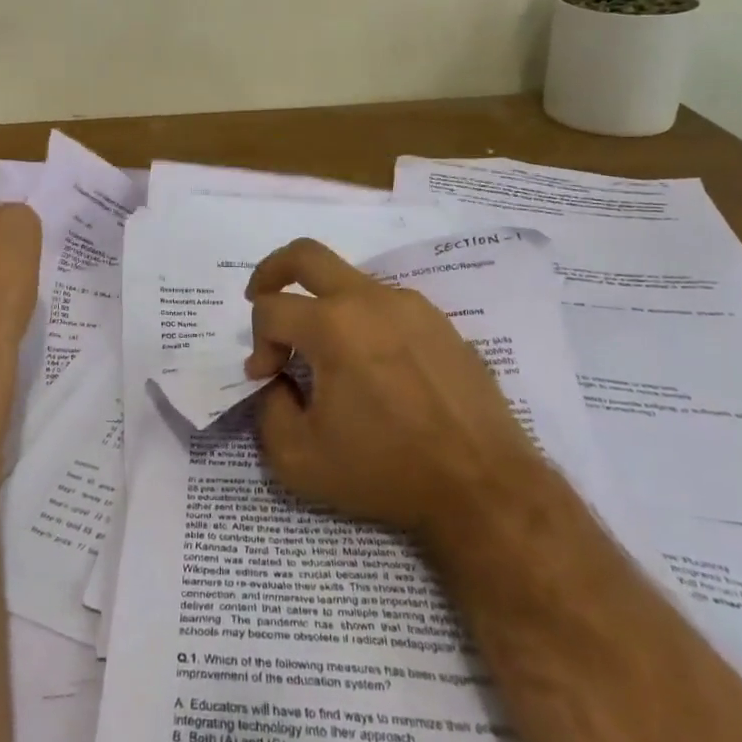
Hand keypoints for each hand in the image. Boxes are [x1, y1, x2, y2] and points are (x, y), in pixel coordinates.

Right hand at [243, 238, 538, 543]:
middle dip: (271, 270)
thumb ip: (268, 412)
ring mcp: (410, 306)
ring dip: (323, 305)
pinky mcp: (439, 322)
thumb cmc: (387, 472)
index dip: (257, 342)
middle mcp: (370, 300)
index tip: (267, 379)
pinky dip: (363, 321)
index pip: (271, 310)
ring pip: (348, 281)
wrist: (484, 486)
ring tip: (325, 353)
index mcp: (333, 326)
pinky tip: (372, 366)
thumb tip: (277, 382)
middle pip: (305, 255)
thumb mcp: (300, 460)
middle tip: (259, 296)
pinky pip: (386, 305)